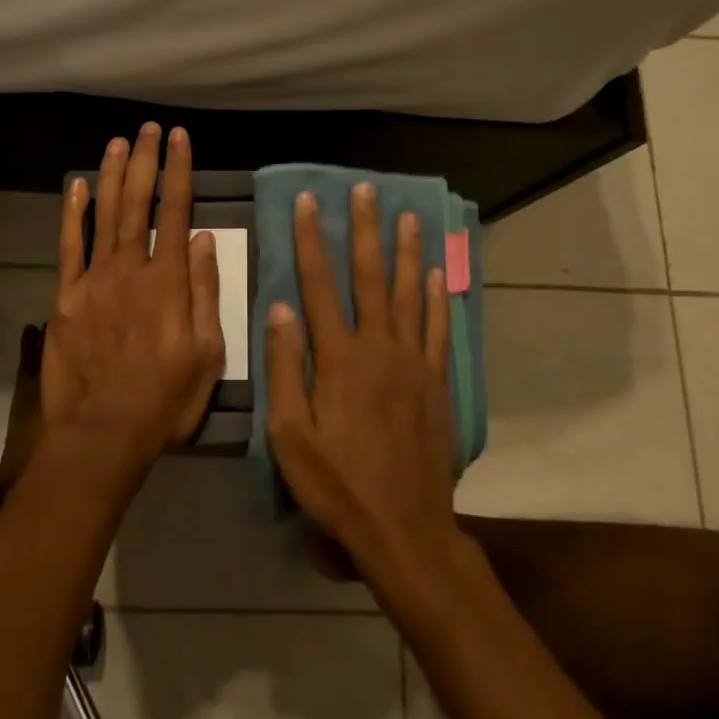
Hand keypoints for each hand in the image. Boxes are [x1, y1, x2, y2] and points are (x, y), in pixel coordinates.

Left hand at [39, 124, 224, 472]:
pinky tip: (76, 187)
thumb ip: (206, 292)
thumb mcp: (208, 353)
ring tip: (118, 142)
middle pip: (139, 204)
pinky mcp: (66, 297)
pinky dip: (73, 215)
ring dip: (112, 176)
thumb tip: (207, 239)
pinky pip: (69, 247)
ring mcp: (94, 280)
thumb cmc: (165, 398)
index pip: (177, 212)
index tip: (179, 139)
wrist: (103, 432)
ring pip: (104, 215)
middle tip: (148, 129)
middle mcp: (131, 269)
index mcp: (169, 282)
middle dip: (145, 162)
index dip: (178, 171)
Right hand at [265, 183, 460, 595]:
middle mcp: (379, 348)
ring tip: (408, 216)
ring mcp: (414, 363)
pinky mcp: (438, 382)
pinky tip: (438, 274)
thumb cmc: (336, 484)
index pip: (319, 286)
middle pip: (371, 277)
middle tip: (365, 190)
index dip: (312, 241)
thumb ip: (285, 367)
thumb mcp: (289, 434)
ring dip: (407, 252)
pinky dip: (438, 298)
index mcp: (338, 358)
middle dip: (365, 230)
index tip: (308, 202)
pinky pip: (439, 329)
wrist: (404, 528)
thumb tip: (280, 308)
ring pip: (411, 294)